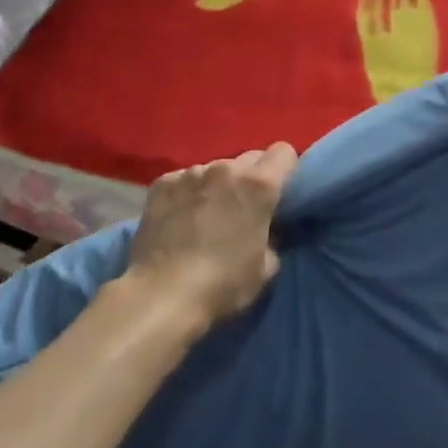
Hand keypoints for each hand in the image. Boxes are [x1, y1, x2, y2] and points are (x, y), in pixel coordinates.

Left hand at [122, 144, 298, 330]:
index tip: (280, 193)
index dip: (286, 170)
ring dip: (218, 185)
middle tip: (244, 209)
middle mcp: (225, 168)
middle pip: (250, 158)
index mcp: (257, 185)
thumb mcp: (265, 268)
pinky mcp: (163, 183)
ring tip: (206, 216)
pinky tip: (180, 219)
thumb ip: (273, 236)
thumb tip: (266, 228)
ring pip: (215, 169)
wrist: (162, 294)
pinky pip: (185, 179)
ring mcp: (191, 172)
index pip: (284, 152)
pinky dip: (188, 193)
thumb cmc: (222, 284)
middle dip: (252, 178)